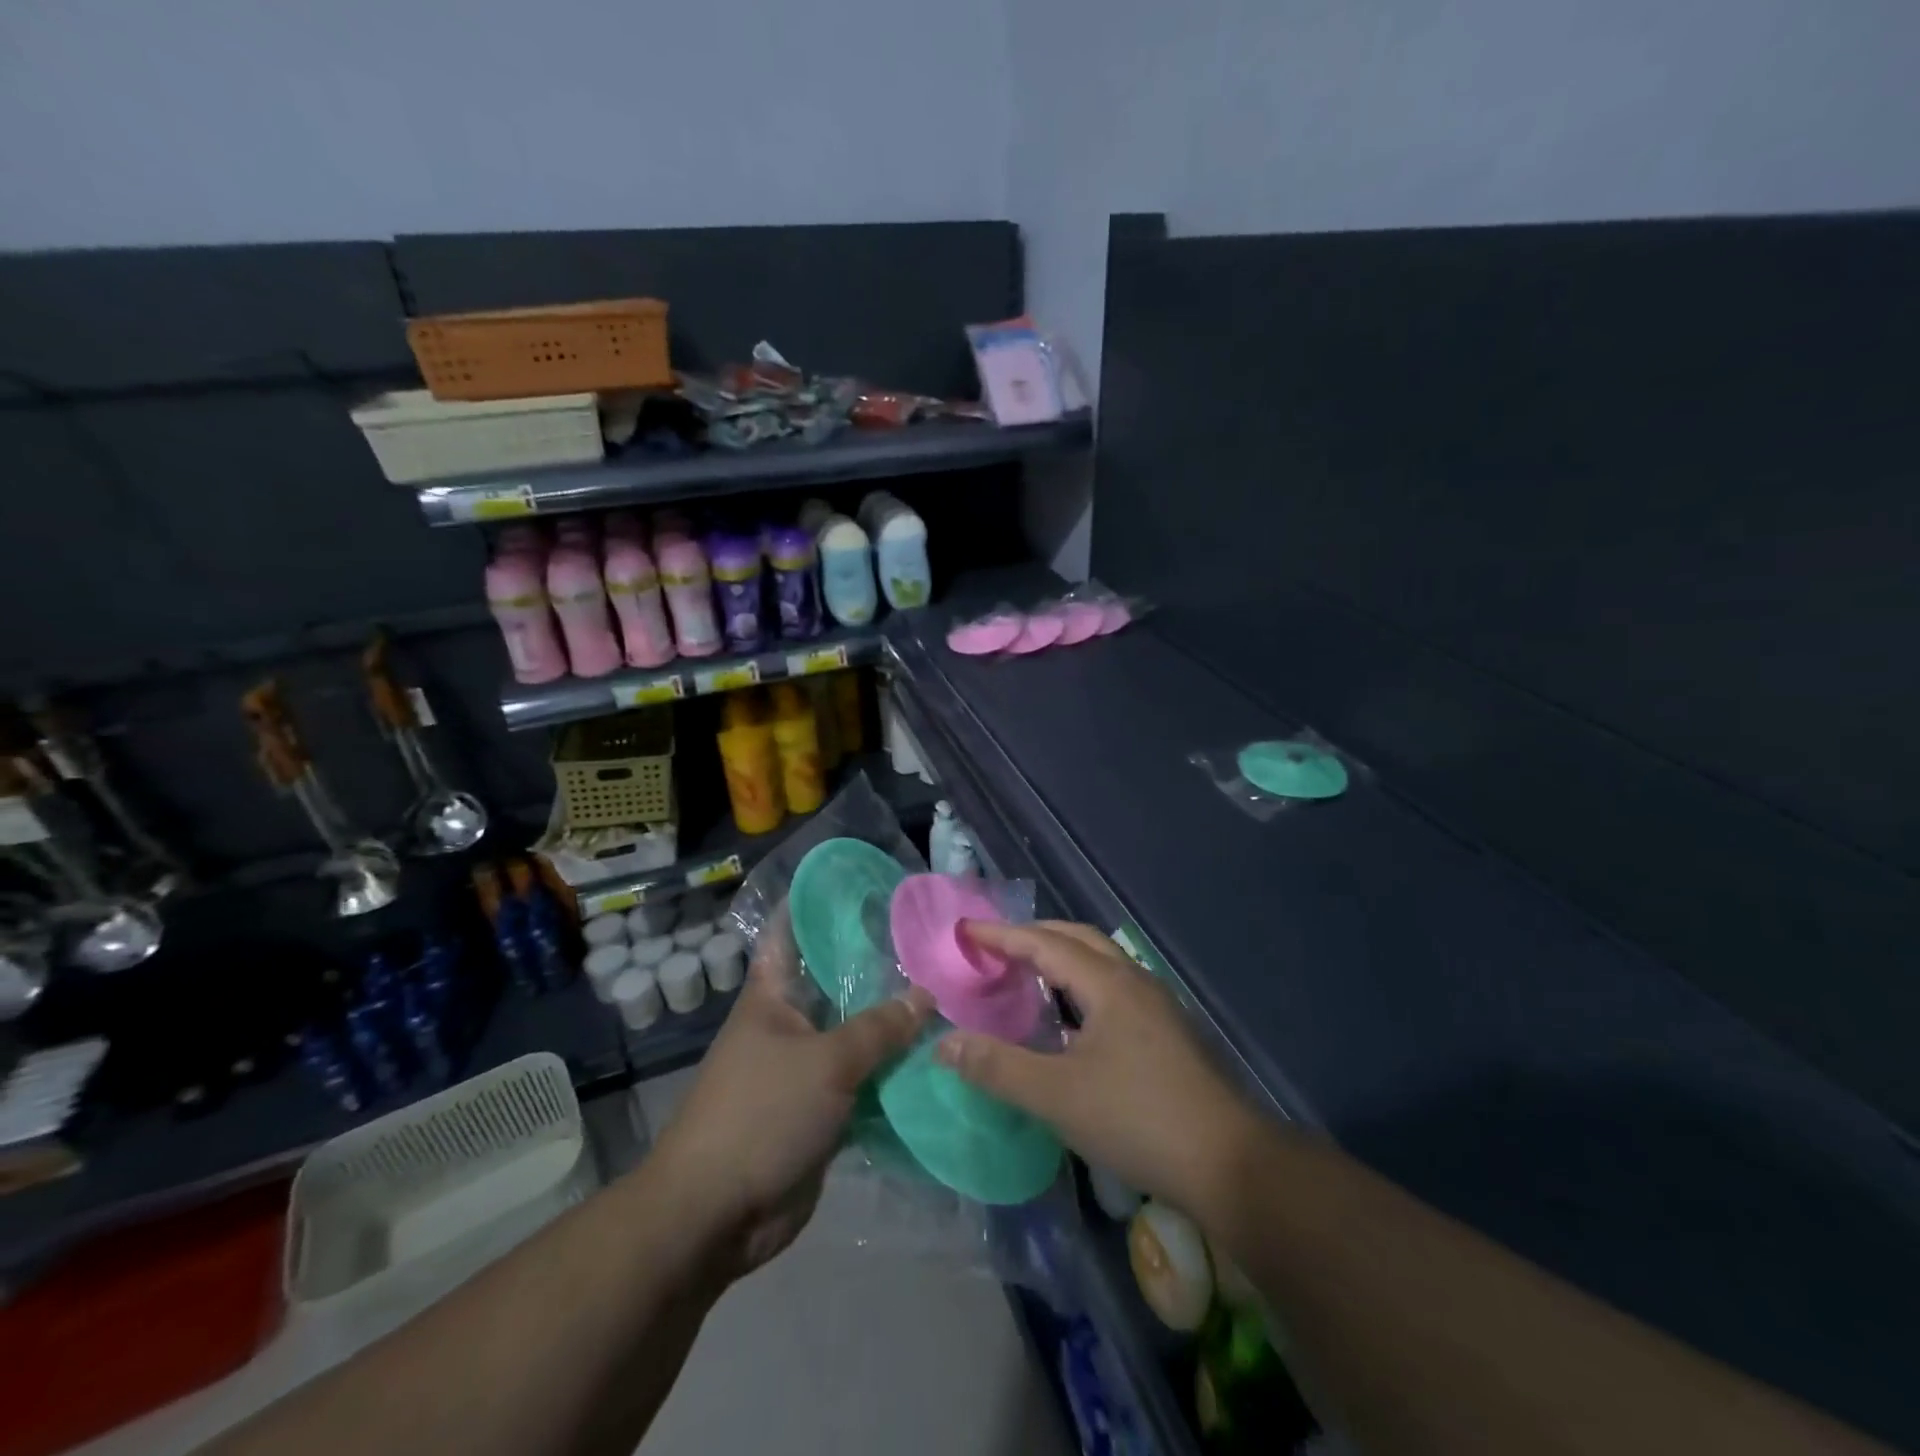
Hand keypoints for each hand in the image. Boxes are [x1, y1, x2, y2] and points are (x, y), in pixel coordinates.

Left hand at [648, 915, 933, 1279]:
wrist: (716, 1214)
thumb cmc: (761, 1115)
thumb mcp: (826, 1062)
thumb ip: (879, 1028)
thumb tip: (925, 995)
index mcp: (772, 996)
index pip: (791, 932)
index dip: (818, 903)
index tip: (862, 883)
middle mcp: (788, 1023)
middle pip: (836, 984)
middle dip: (878, 967)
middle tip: (931, 943)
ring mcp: (804, 1068)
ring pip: (854, 1035)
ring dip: (891, 1025)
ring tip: (946, 994)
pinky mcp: (819, 1110)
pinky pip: (862, 1081)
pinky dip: (891, 1073)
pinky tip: (933, 1058)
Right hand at [936, 919, 1261, 1219]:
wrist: (1230, 1165)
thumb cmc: (1138, 1120)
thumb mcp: (1057, 1096)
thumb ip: (997, 1067)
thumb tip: (944, 1043)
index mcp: (1107, 984)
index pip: (1044, 943)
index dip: (1002, 935)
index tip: (965, 931)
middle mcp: (1134, 981)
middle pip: (1078, 939)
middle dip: (1034, 936)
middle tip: (995, 947)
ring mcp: (1157, 1006)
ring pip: (1101, 963)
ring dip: (1061, 958)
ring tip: (1027, 975)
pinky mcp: (1168, 1032)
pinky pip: (1114, 988)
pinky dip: (1081, 985)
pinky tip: (1071, 1020)